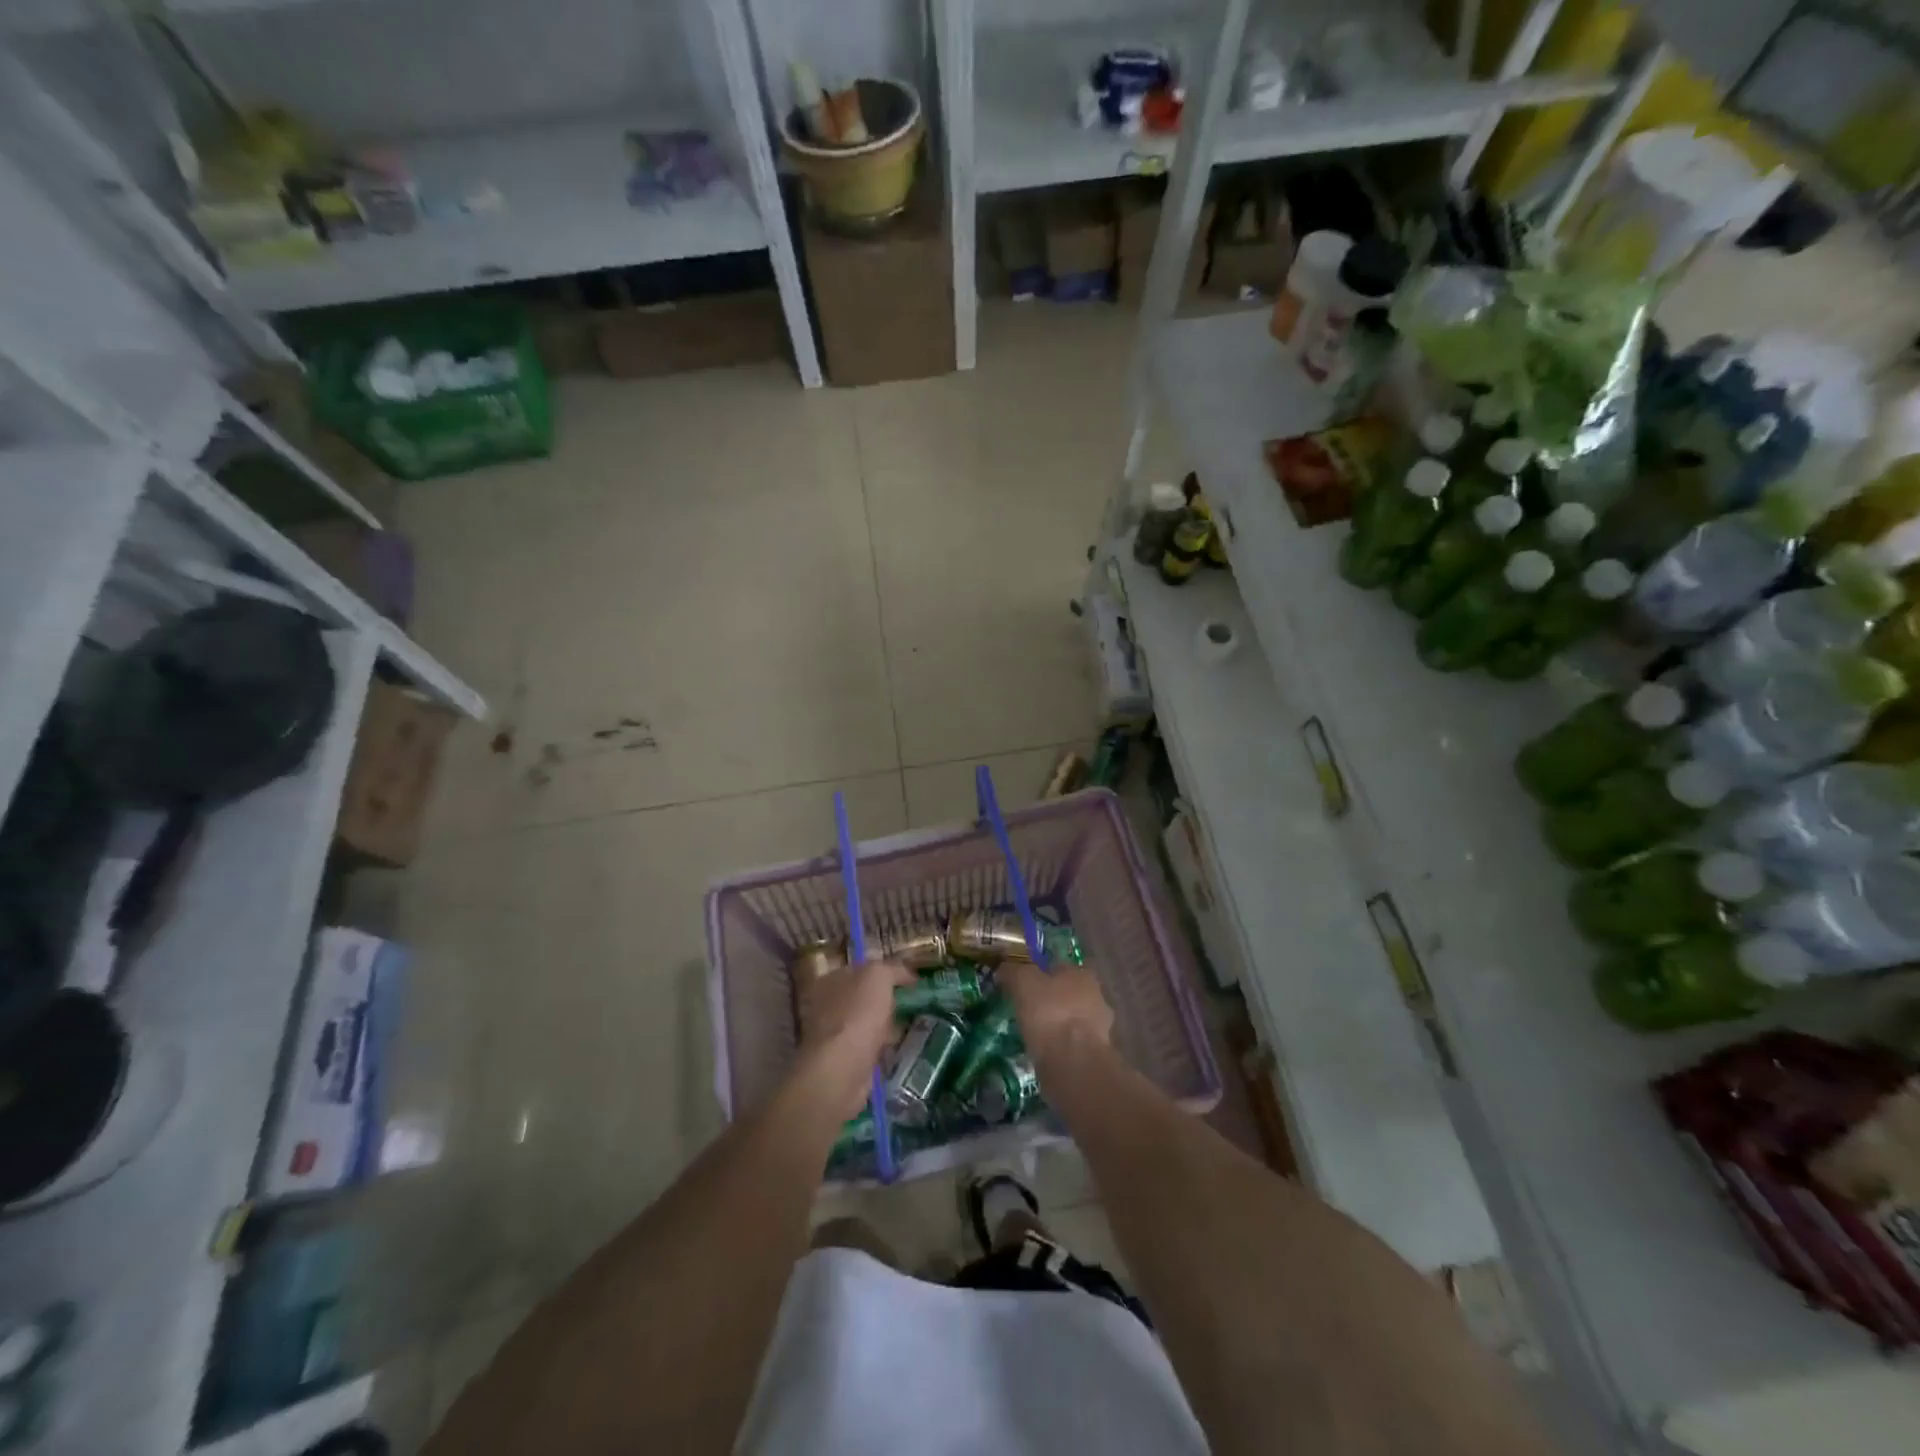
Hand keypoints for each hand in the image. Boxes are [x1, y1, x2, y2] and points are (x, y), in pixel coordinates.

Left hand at [797, 959, 912, 1118]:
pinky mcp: (845, 1061)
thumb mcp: (878, 976)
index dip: (885, 972)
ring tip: (914, 1024)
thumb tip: (908, 974)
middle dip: (887, 999)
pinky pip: (870, 1047)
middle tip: (916, 1002)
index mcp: (831, 980)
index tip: (911, 980)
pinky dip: (884, 1047)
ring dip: (887, 1024)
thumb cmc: (857, 1013)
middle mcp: (828, 1005)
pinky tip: (900, 1047)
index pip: (860, 969)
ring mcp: (835, 1035)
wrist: (842, 1068)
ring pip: (867, 1022)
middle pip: (863, 997)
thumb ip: (892, 969)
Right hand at [998, 960, 1112, 1064]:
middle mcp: (1097, 997)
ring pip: (1072, 1020)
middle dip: (1051, 1000)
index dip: (1041, 972)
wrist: (1073, 1063)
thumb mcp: (1023, 982)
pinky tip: (1043, 1052)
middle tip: (1027, 1008)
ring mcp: (1099, 1028)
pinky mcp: (1094, 1054)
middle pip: (1068, 993)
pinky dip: (1059, 1046)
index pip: (1060, 966)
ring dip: (1057, 1025)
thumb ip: (1014, 971)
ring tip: (1032, 1033)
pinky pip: (1072, 1044)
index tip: (1024, 984)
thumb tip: (1005, 967)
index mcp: (1083, 974)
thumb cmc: (1050, 1012)